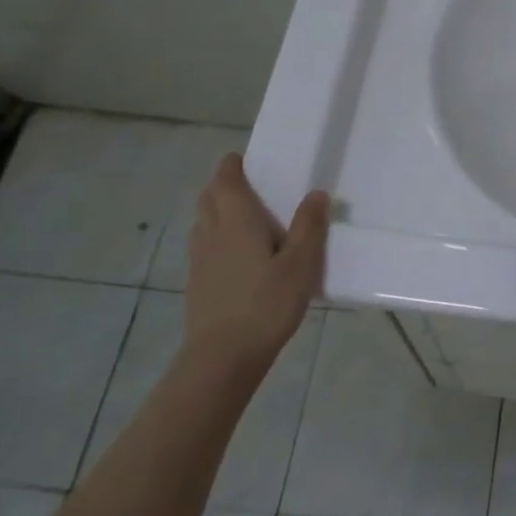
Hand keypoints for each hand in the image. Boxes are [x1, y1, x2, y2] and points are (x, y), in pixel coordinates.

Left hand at [184, 154, 329, 378]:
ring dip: (219, 210)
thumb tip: (316, 193)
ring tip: (248, 219)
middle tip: (252, 187)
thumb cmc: (266, 304)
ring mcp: (199, 258)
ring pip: (204, 221)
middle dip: (224, 185)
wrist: (223, 356)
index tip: (248, 159)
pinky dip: (218, 237)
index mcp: (236, 221)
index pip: (226, 179)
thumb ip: (309, 226)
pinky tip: (240, 256)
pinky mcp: (198, 282)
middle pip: (209, 197)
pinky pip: (205, 245)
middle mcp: (211, 232)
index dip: (233, 165)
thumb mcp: (300, 264)